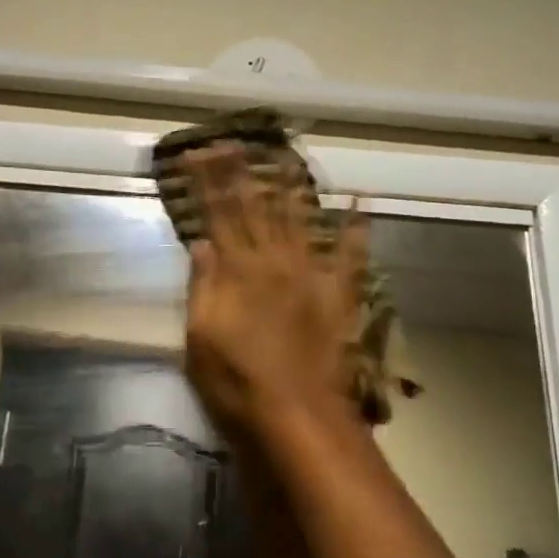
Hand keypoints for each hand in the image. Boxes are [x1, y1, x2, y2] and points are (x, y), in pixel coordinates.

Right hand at [180, 146, 366, 436]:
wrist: (297, 416)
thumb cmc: (238, 384)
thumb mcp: (200, 340)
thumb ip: (202, 288)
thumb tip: (202, 243)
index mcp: (239, 273)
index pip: (219, 215)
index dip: (208, 183)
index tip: (199, 153)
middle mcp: (275, 264)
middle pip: (255, 208)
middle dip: (241, 173)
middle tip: (232, 141)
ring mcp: (311, 277)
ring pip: (299, 220)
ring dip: (290, 186)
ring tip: (284, 155)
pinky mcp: (338, 296)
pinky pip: (350, 255)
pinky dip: (356, 227)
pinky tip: (359, 201)